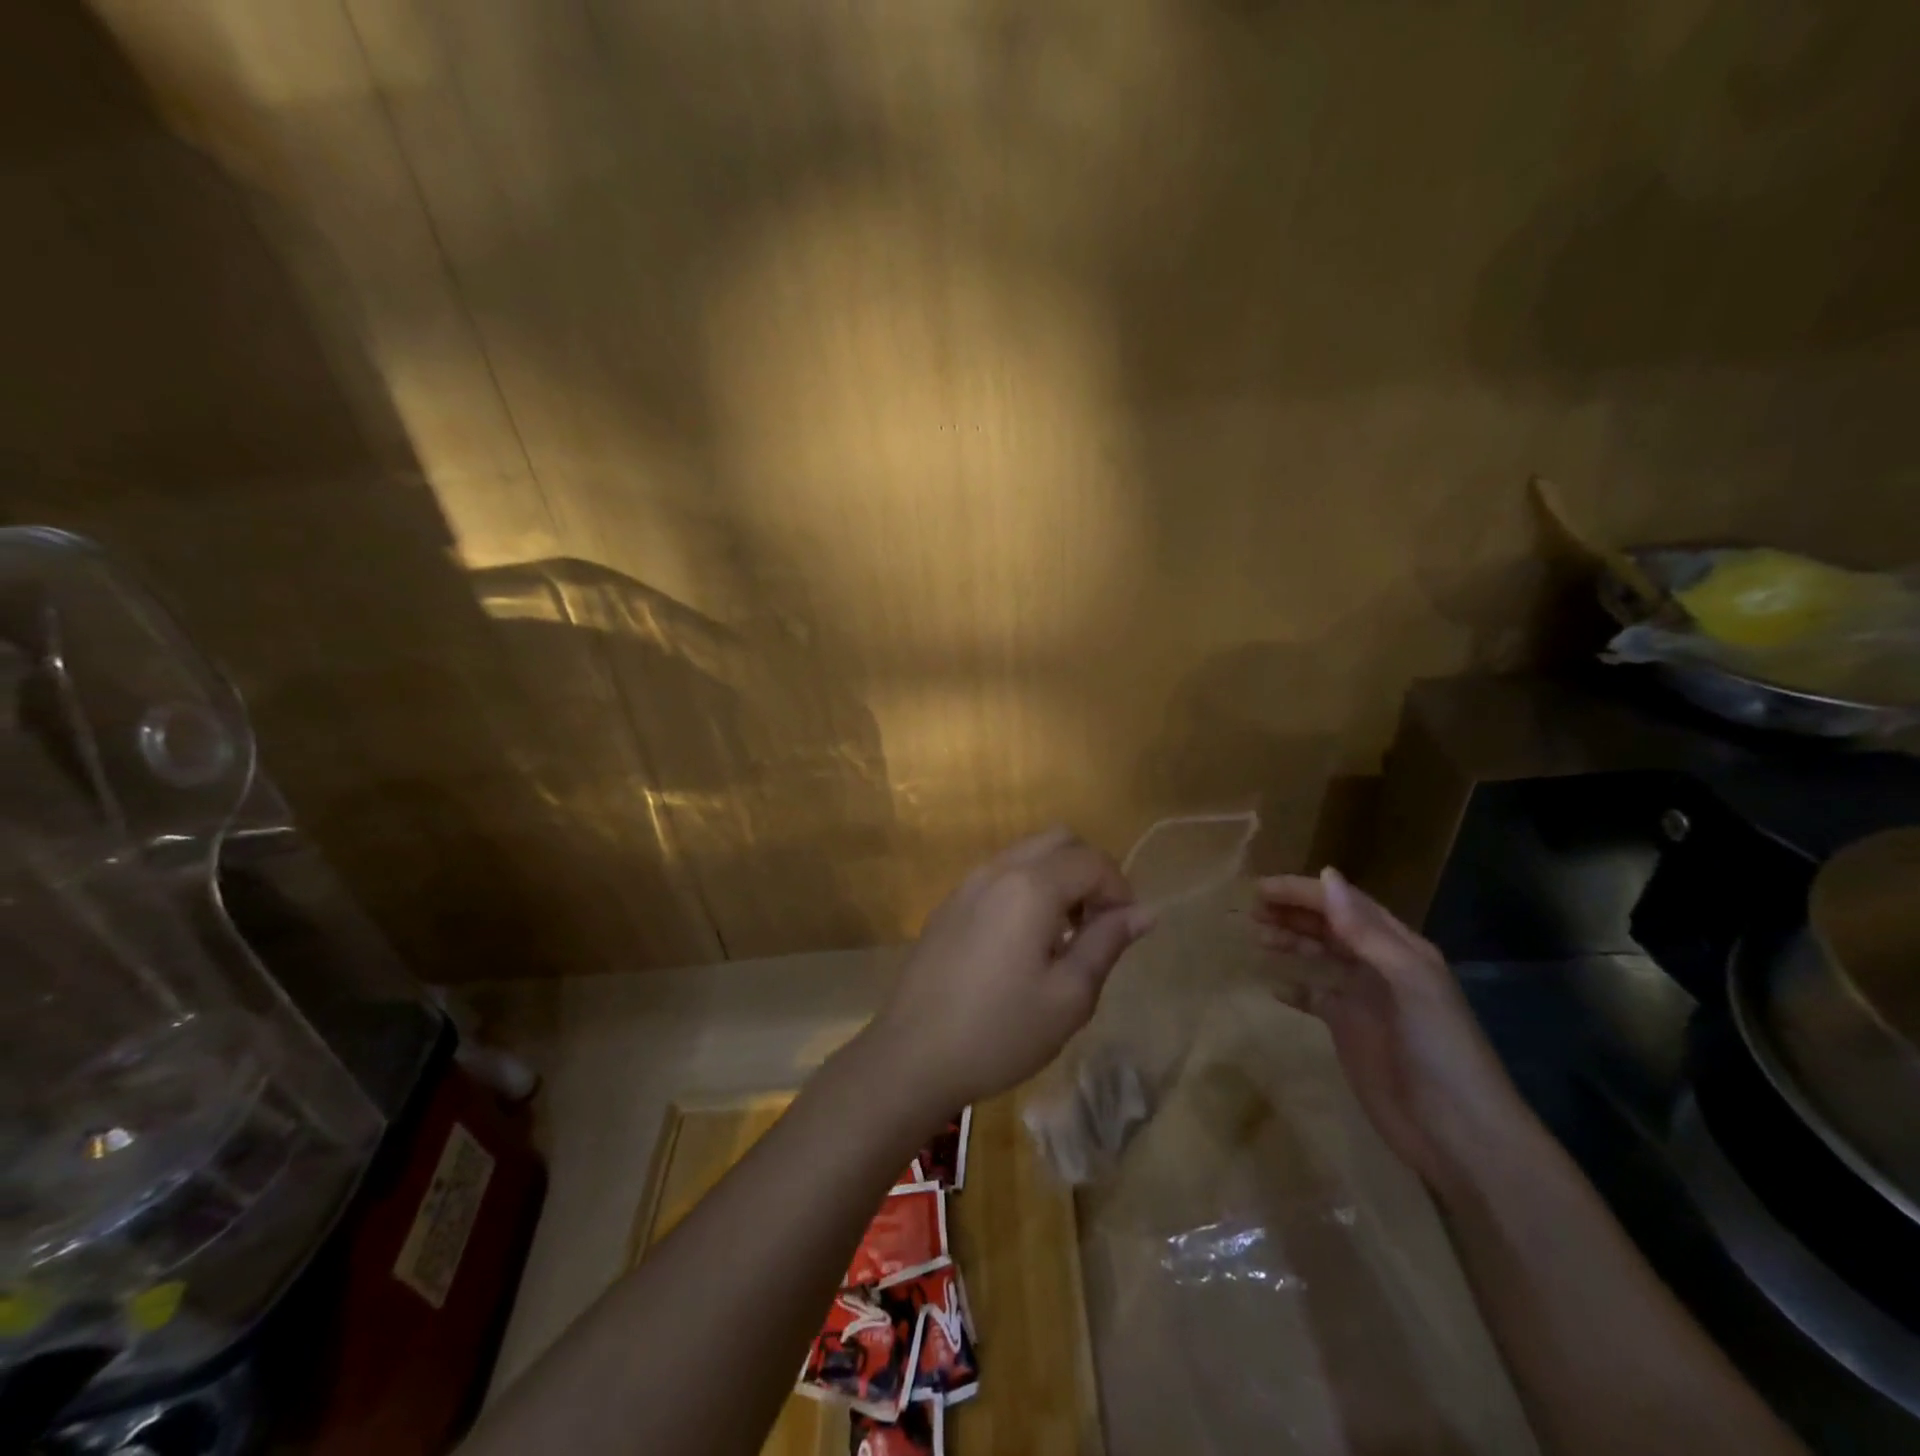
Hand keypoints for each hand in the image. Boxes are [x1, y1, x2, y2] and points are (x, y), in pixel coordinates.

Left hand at [867, 828, 1154, 1115]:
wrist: (912, 1056)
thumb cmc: (999, 1032)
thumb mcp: (1068, 997)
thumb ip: (1107, 944)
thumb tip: (1144, 912)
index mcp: (1030, 886)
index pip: (1093, 861)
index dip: (1120, 890)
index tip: (1123, 932)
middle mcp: (997, 870)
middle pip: (1059, 840)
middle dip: (1089, 872)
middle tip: (1096, 925)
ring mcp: (967, 884)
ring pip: (1026, 854)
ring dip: (1057, 878)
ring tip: (1062, 935)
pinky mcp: (948, 904)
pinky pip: (999, 875)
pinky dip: (1026, 888)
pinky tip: (1022, 942)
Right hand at [1253, 867, 1533, 1191]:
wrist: (1460, 1135)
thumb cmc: (1438, 1049)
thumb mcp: (1408, 982)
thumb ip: (1365, 931)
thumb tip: (1326, 875)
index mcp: (1400, 949)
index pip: (1345, 905)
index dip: (1304, 892)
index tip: (1261, 889)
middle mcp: (1381, 967)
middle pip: (1330, 926)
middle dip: (1293, 913)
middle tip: (1251, 910)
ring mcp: (1365, 1000)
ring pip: (1321, 956)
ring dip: (1291, 941)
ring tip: (1256, 935)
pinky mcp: (1351, 1032)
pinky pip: (1316, 998)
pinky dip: (1295, 988)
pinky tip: (1273, 986)